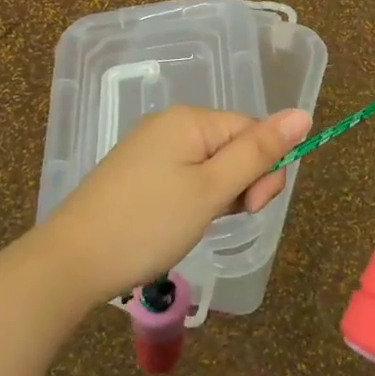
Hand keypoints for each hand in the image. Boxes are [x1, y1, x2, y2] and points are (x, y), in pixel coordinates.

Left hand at [42, 105, 310, 304]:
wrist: (71, 262)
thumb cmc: (148, 224)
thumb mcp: (211, 190)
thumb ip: (258, 153)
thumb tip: (303, 113)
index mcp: (189, 120)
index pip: (252, 130)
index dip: (263, 169)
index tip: (251, 209)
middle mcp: (169, 125)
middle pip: (232, 145)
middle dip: (241, 183)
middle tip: (222, 218)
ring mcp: (149, 149)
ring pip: (210, 165)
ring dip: (218, 195)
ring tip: (195, 225)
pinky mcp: (136, 173)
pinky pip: (184, 177)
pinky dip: (193, 200)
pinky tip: (178, 224)